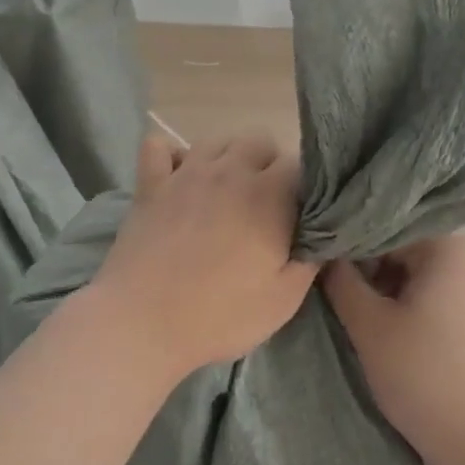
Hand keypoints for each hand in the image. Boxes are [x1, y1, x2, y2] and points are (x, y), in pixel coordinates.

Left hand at [88, 131, 314, 382]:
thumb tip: (322, 234)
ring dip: (227, 158)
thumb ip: (310, 260)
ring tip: (225, 191)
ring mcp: (186, 173)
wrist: (142, 323)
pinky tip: (178, 178)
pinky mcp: (150, 184)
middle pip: (259, 140)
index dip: (303, 187)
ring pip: (216, 140)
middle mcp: (230, 170)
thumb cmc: (220, 315)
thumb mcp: (284, 300)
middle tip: (264, 203)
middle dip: (268, 164)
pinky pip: (159, 146)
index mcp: (269, 194)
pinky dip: (171, 156)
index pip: (299, 164)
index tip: (298, 214)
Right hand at [323, 237, 464, 464]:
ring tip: (365, 320)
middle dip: (372, 274)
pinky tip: (396, 334)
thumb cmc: (422, 374)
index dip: (351, 253)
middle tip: (344, 302)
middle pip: (405, 252)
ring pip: (421, 276)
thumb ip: (341, 280)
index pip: (385, 233)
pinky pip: (441, 298)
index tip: (326, 276)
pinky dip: (415, 308)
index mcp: (450, 245)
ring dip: (391, 293)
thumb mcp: (369, 325)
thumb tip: (326, 254)